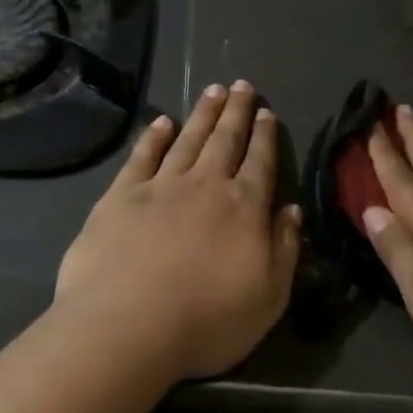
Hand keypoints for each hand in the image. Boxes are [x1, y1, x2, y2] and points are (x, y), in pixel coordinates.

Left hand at [55, 80, 300, 381]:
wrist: (126, 326)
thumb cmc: (206, 320)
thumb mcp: (269, 296)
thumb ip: (284, 249)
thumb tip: (292, 210)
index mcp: (243, 206)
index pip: (260, 162)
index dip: (265, 136)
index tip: (267, 112)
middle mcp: (205, 185)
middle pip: (225, 139)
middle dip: (236, 111)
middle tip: (241, 85)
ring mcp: (161, 186)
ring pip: (188, 139)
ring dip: (202, 113)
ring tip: (213, 90)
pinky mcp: (121, 195)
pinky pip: (142, 156)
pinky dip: (153, 136)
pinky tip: (161, 122)